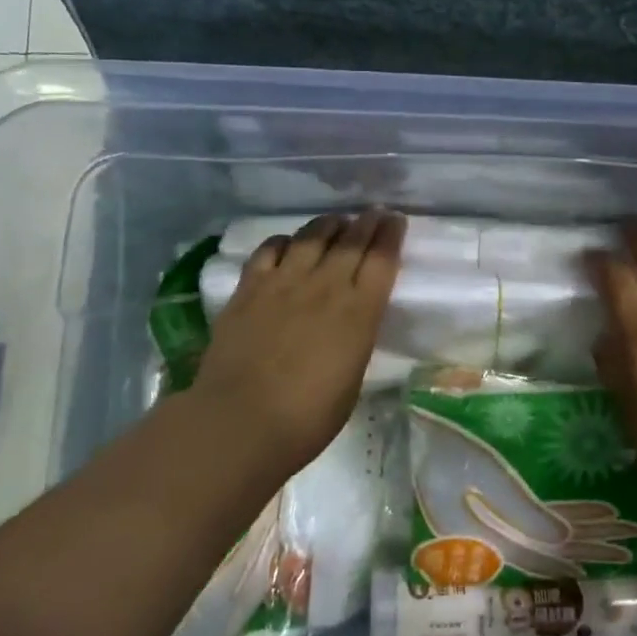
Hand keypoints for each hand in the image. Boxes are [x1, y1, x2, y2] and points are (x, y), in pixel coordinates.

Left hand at [189, 210, 404, 474]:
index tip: (395, 221)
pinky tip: (289, 243)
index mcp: (359, 312)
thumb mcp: (352, 377)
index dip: (391, 235)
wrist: (241, 422)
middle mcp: (325, 286)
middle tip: (374, 213)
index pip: (382, 259)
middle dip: (367, 222)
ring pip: (312, 236)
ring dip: (329, 225)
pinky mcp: (249, 287)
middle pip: (351, 240)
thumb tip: (351, 320)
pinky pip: (270, 249)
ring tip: (336, 222)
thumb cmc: (308, 417)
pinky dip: (285, 241)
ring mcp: (284, 282)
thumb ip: (355, 337)